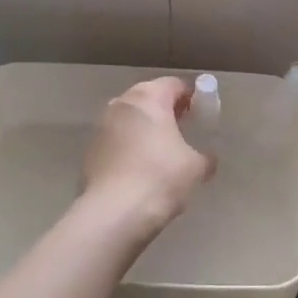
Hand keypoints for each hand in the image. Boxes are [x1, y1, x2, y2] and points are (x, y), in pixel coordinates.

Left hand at [80, 76, 214, 240]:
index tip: (200, 113)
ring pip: (129, 118)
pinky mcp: (90, 149)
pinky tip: (139, 168)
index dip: (190, 96)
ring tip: (161, 150)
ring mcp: (102, 126)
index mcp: (149, 98)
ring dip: (144, 127)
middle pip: (148, 97)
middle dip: (165, 109)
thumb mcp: (196, 168)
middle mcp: (122, 103)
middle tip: (182, 129)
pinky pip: (116, 138)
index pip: (173, 84)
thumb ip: (204, 156)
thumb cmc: (161, 178)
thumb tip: (207, 159)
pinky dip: (129, 145)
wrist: (114, 213)